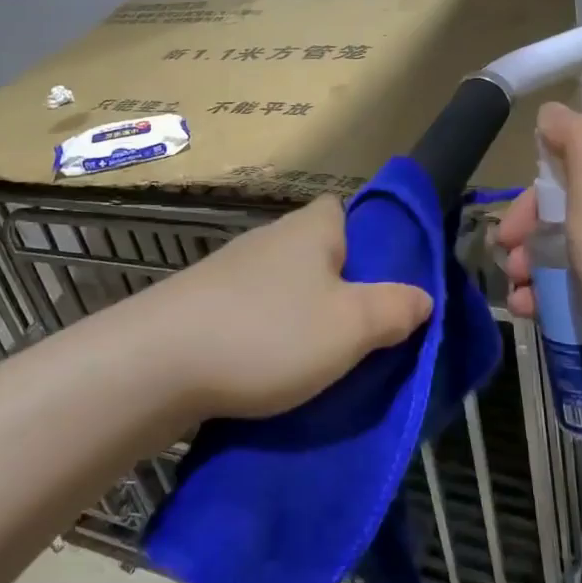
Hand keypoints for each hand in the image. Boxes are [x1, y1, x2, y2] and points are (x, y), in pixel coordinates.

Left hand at [128, 195, 432, 422]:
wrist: (158, 364)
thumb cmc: (269, 334)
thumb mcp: (351, 326)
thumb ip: (395, 309)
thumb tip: (423, 297)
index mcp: (309, 229)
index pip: (345, 211)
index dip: (369, 240)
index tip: (383, 282)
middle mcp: (268, 240)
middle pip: (317, 254)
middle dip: (340, 288)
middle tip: (362, 333)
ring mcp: (229, 273)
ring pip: (284, 288)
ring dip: (302, 317)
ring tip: (321, 362)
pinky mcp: (201, 306)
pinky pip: (251, 314)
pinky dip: (266, 336)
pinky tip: (271, 371)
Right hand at [494, 103, 581, 386]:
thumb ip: (578, 145)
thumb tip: (552, 109)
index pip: (572, 179)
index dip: (531, 203)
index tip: (506, 234)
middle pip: (566, 219)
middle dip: (528, 240)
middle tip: (507, 266)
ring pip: (567, 256)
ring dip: (532, 271)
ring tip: (517, 295)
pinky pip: (578, 289)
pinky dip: (549, 296)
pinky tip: (531, 312)